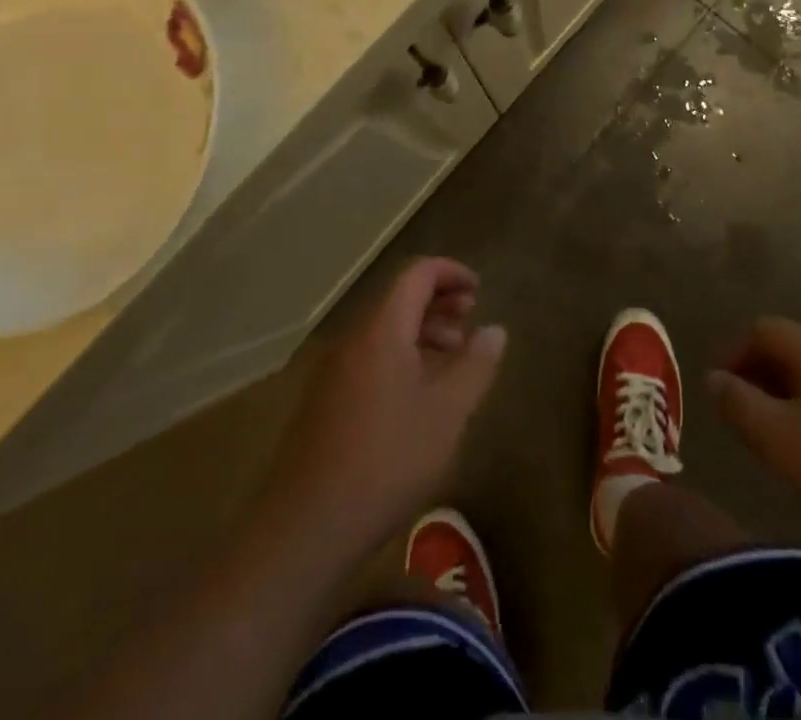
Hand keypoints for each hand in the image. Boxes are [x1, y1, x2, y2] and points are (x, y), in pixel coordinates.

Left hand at [263, 259, 505, 554]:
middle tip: (471, 324)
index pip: (417, 274)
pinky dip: (401, 358)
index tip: (479, 290)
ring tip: (452, 363)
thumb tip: (495, 330)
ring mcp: (333, 371)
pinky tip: (418, 398)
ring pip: (384, 331)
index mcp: (382, 330)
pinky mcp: (324, 402)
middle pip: (399, 299)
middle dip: (439, 303)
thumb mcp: (447, 413)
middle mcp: (353, 339)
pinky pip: (369, 358)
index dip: (451, 273)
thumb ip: (475, 365)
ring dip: (421, 333)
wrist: (305, 527)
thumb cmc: (387, 461)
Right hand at [708, 318, 800, 576]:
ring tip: (761, 439)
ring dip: (775, 401)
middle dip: (752, 377)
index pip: (761, 330)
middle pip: (784, 351)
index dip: (733, 353)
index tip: (718, 393)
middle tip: (735, 417)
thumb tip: (713, 379)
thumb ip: (738, 403)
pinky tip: (799, 457)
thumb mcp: (777, 437)